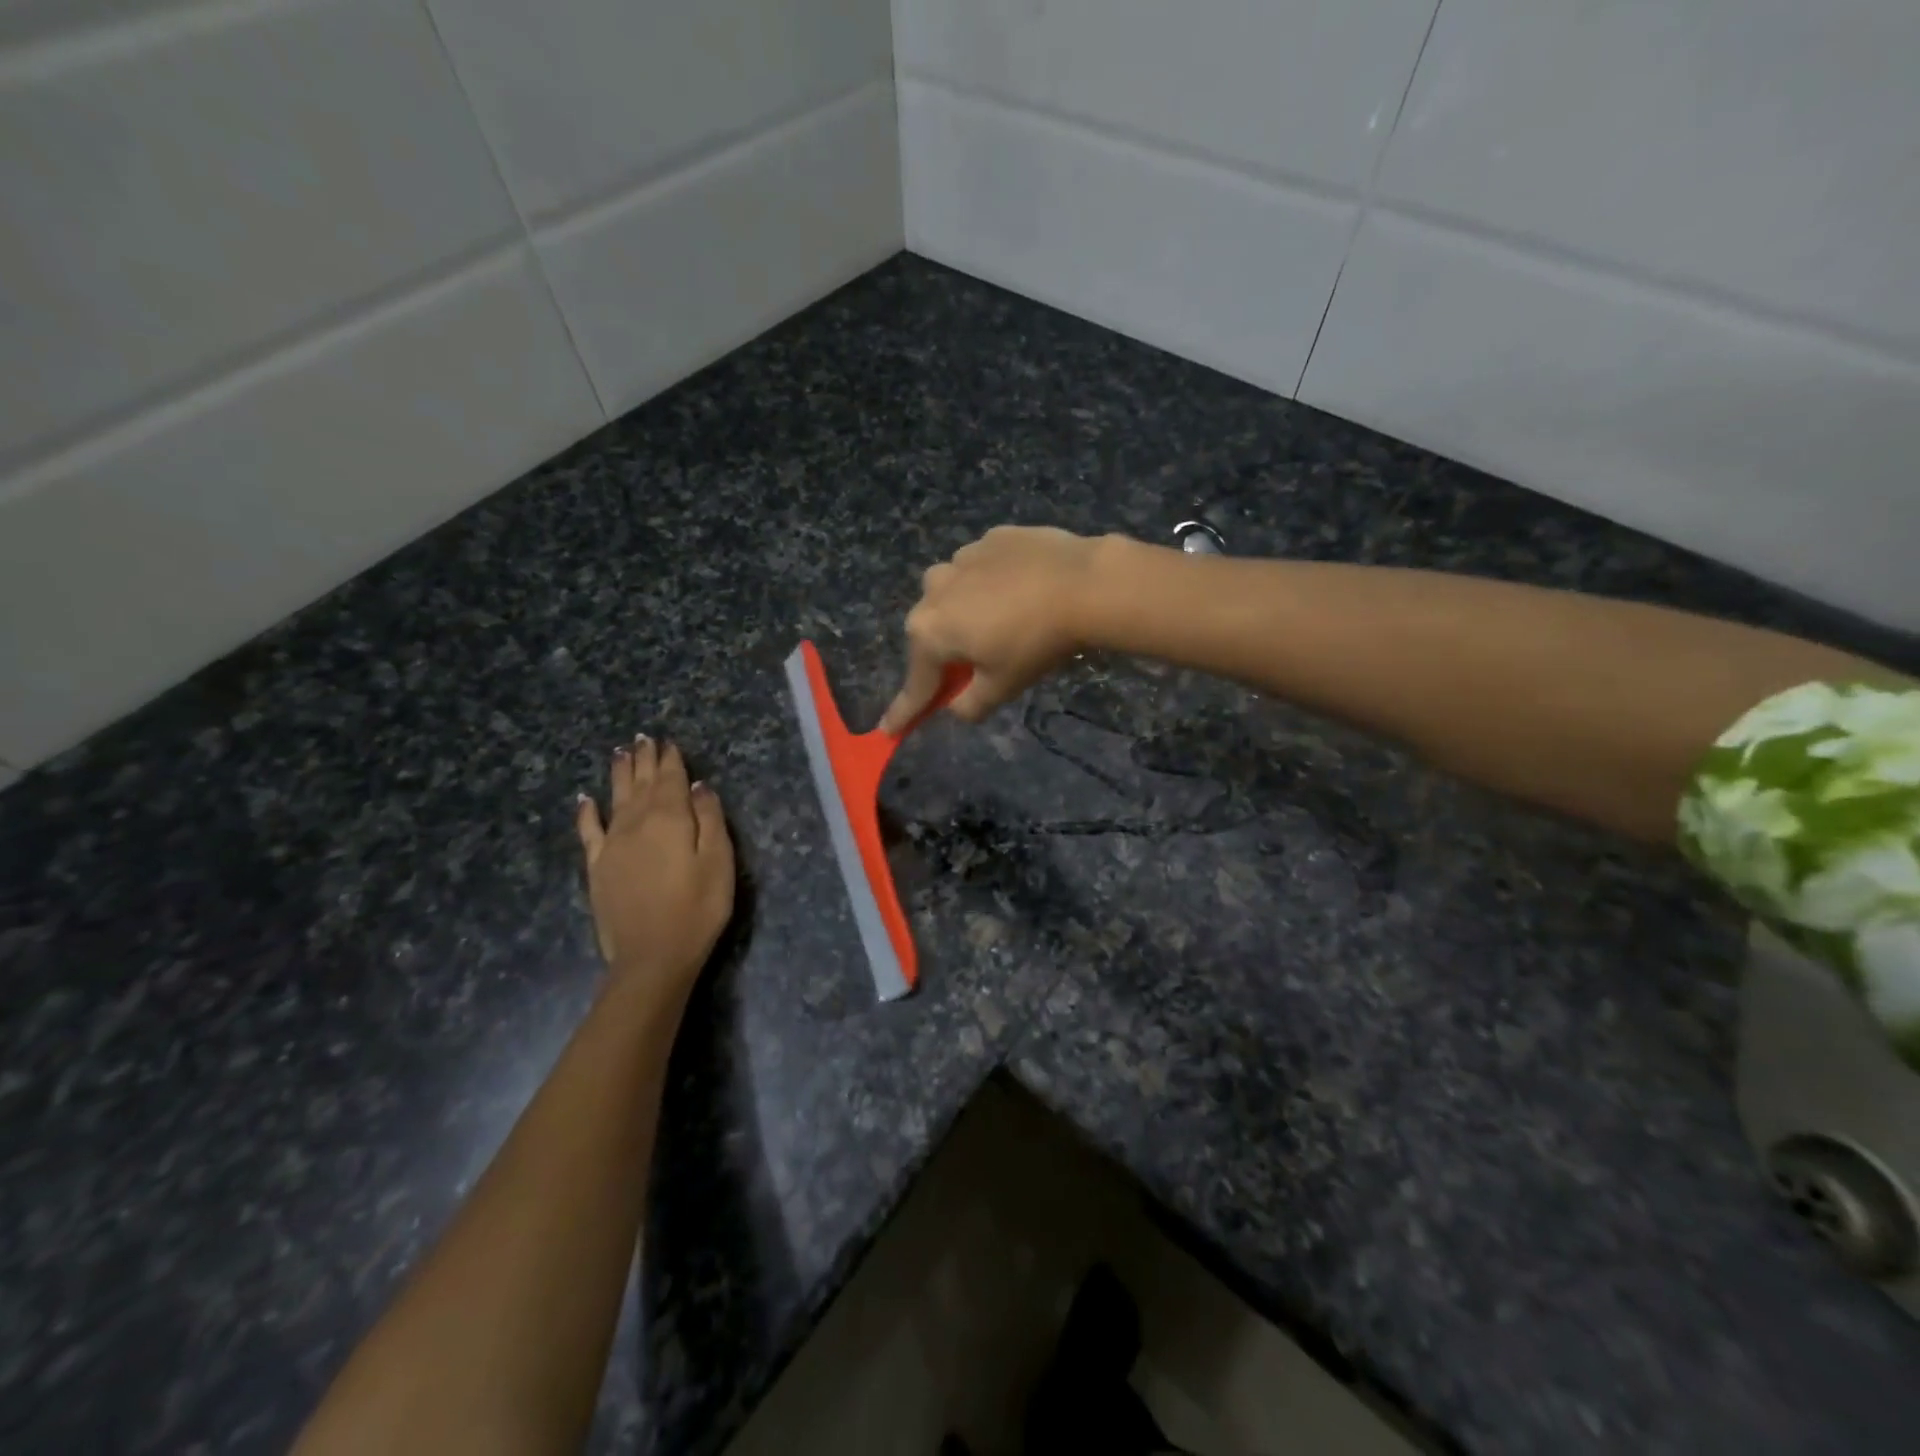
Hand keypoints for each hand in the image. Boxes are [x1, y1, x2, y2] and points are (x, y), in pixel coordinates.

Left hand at [575, 737, 734, 994]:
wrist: (651, 956)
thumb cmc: (697, 908)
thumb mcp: (719, 861)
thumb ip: (709, 819)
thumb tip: (698, 786)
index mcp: (670, 818)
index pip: (671, 779)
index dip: (671, 760)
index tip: (669, 742)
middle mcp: (637, 822)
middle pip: (641, 783)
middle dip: (644, 759)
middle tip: (643, 737)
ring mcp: (612, 844)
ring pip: (615, 798)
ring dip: (618, 774)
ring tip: (620, 752)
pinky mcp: (597, 867)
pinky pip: (589, 830)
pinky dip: (586, 812)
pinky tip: (585, 799)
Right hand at [881, 526, 1115, 730]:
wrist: (1084, 583)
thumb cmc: (1035, 643)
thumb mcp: (1002, 687)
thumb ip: (969, 705)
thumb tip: (956, 706)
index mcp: (930, 631)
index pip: (916, 683)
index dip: (904, 711)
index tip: (888, 730)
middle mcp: (933, 590)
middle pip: (932, 633)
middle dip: (946, 653)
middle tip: (973, 668)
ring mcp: (961, 558)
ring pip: (953, 594)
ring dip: (967, 612)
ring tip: (1004, 622)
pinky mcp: (991, 539)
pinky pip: (981, 570)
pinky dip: (991, 585)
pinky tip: (1021, 591)